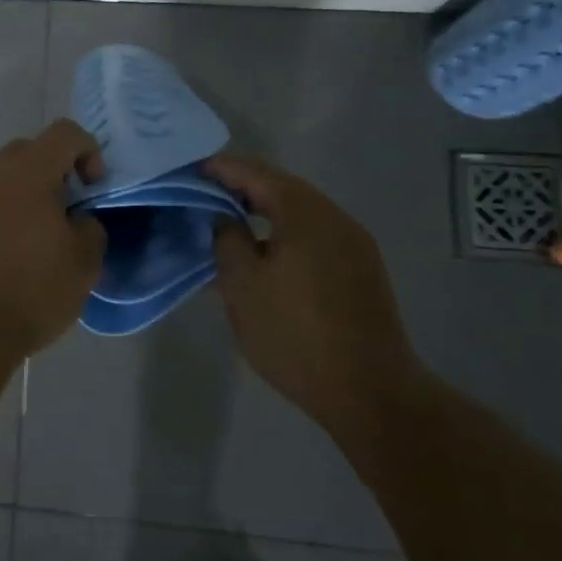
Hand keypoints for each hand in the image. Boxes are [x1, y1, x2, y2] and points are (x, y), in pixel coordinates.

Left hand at [0, 119, 107, 357]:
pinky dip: (8, 217)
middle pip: (31, 151)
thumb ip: (90, 228)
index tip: (94, 189)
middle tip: (70, 210)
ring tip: (44, 239)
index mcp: (29, 171)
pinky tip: (16, 257)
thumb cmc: (31, 288)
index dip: (89, 151)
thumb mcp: (84, 262)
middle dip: (57, 172)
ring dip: (30, 197)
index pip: (65, 132)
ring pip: (7, 180)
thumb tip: (77, 221)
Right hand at [206, 155, 420, 423]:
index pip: (256, 173)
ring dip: (265, 213)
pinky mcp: (363, 271)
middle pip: (283, 189)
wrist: (370, 392)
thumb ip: (227, 241)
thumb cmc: (295, 334)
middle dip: (243, 189)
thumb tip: (226, 219)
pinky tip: (267, 257)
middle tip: (206, 196)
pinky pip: (316, 237)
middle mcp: (335, 218)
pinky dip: (286, 235)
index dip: (222, 168)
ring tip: (231, 226)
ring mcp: (355, 245)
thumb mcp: (242, 286)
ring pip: (301, 214)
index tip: (192, 171)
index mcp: (305, 213)